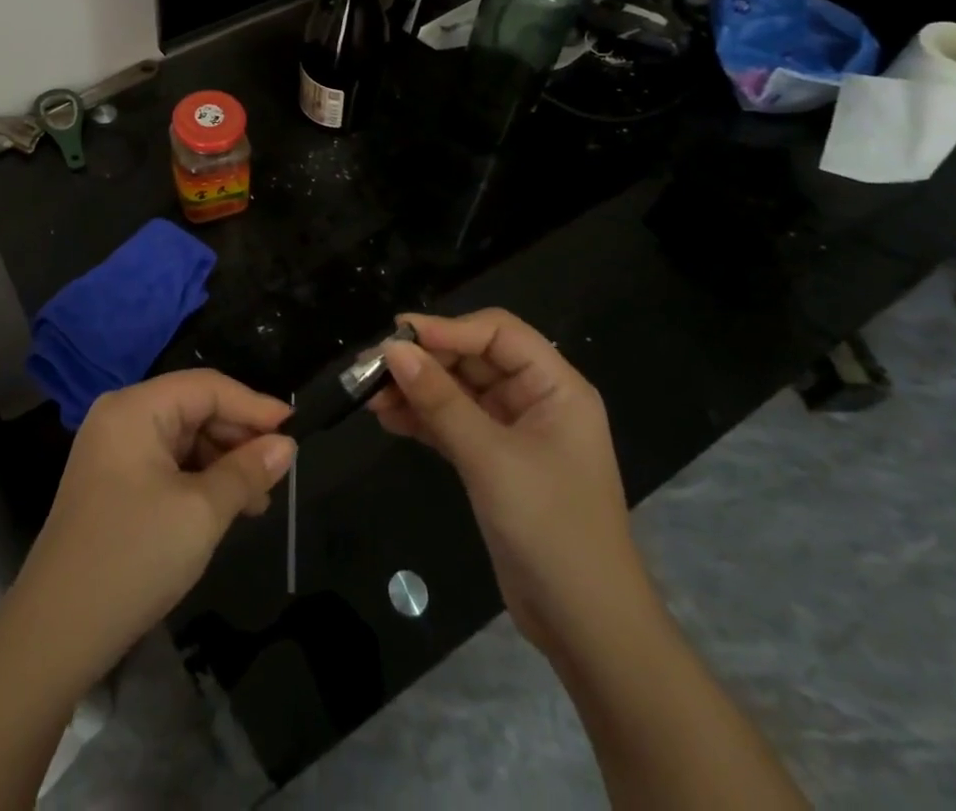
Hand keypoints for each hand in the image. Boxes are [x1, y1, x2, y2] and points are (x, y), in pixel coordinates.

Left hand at [13, 370, 294, 684]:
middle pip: (193, 407)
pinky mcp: (111, 480)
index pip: (207, 387)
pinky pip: (166, 461)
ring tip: (256, 500)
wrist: (56, 631)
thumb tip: (286, 445)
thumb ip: (246, 471)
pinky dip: (197, 478)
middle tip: (276, 474)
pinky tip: (223, 507)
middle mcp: (121, 416)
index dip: (253, 405)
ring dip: (221, 462)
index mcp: (136, 408)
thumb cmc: (134, 557)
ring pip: (182, 437)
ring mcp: (112, 448)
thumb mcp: (201, 513)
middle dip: (237, 438)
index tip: (295, 429)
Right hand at [369, 309, 644, 653]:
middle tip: (372, 367)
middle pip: (474, 359)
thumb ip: (440, 400)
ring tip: (370, 394)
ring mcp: (514, 433)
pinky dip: (422, 419)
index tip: (397, 337)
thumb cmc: (550, 527)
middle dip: (425, 360)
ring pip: (458, 392)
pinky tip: (387, 418)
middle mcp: (536, 400)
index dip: (448, 329)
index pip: (498, 333)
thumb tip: (393, 349)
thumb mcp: (490, 458)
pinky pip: (454, 424)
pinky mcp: (495, 463)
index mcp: (555, 387)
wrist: (586, 627)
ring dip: (417, 390)